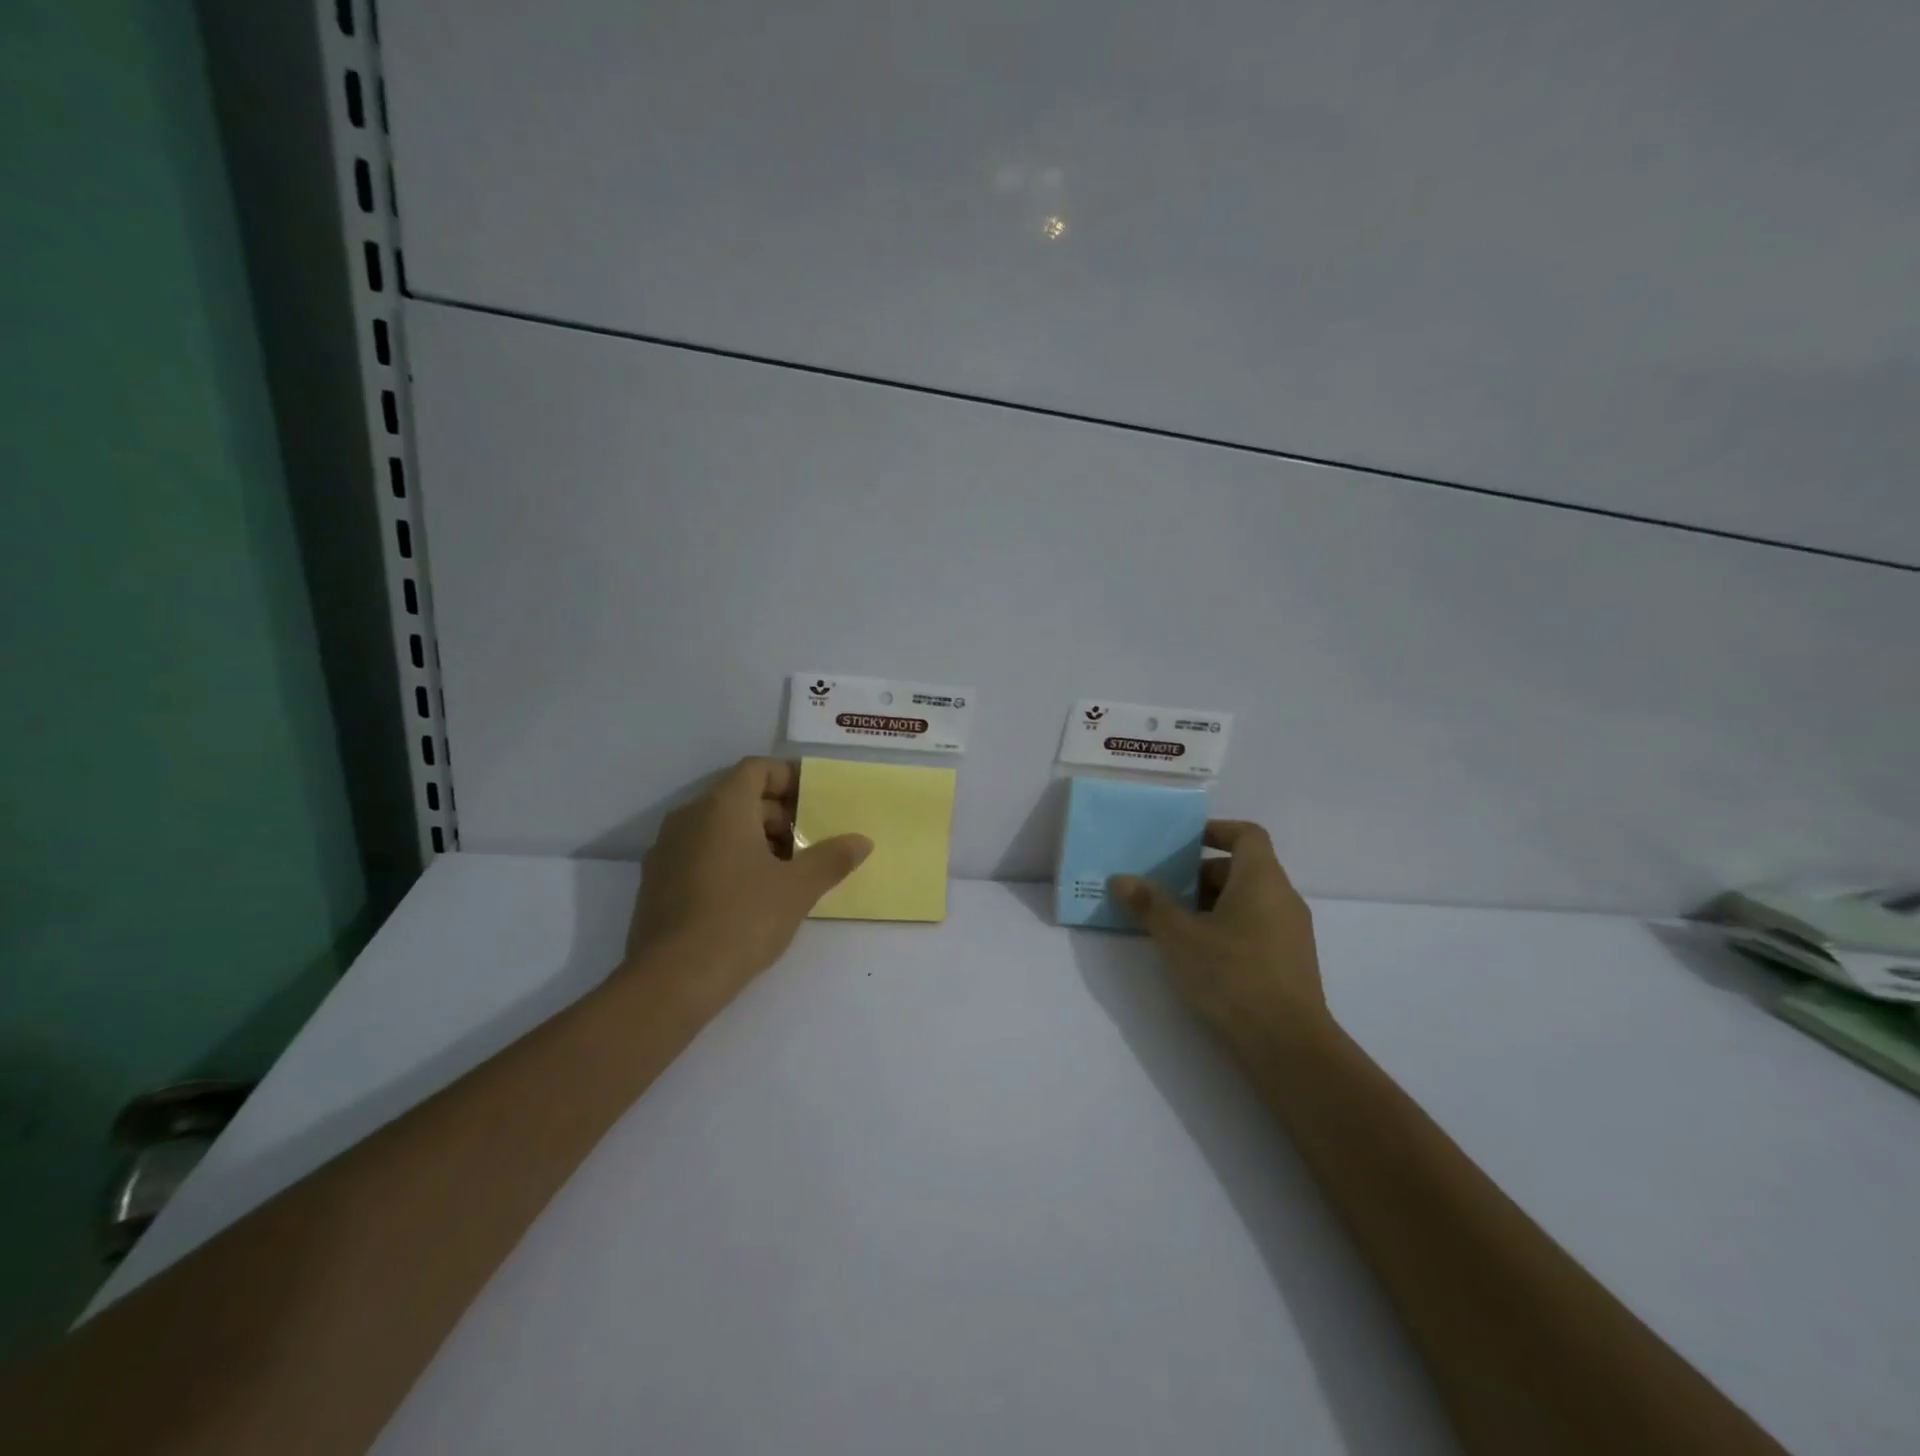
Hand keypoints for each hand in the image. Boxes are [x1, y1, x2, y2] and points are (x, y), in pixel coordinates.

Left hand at [624, 758, 871, 995]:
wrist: (671, 981)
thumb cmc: (741, 920)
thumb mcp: (798, 889)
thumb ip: (832, 858)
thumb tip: (862, 841)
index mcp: (722, 807)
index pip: (757, 769)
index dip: (789, 779)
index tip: (816, 803)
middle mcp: (688, 817)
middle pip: (739, 797)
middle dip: (778, 815)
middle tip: (809, 843)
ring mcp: (666, 850)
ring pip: (718, 827)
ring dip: (754, 839)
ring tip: (786, 872)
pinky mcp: (657, 882)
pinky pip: (699, 852)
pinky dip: (728, 859)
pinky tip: (751, 896)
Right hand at [1111, 821, 1328, 1044]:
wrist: (1288, 1045)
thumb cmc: (1233, 976)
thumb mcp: (1179, 937)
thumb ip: (1150, 905)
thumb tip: (1122, 879)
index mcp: (1262, 879)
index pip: (1247, 835)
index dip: (1217, 830)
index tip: (1185, 841)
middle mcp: (1283, 898)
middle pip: (1243, 869)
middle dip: (1202, 874)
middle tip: (1165, 889)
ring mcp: (1291, 933)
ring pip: (1248, 901)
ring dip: (1211, 904)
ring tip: (1174, 924)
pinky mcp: (1290, 963)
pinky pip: (1256, 928)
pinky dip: (1227, 928)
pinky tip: (1199, 955)